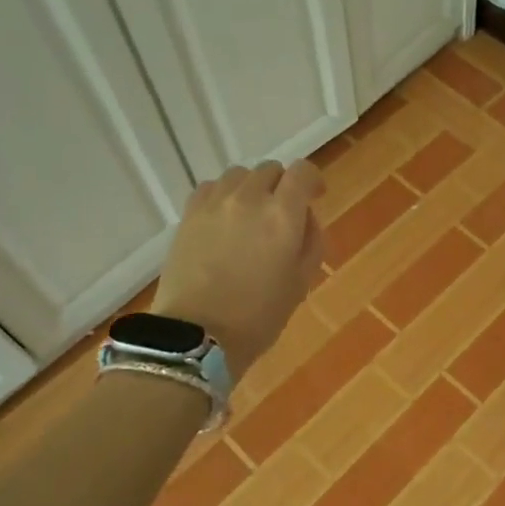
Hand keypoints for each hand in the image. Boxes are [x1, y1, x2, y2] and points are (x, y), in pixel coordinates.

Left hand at [155, 161, 325, 378]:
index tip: (316, 197)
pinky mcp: (189, 215)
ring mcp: (214, 203)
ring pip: (240, 175)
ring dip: (252, 188)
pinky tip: (224, 219)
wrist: (197, 336)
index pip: (302, 172)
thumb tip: (305, 217)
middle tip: (283, 214)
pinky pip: (211, 187)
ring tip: (251, 215)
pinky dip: (224, 195)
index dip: (313, 180)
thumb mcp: (301, 281)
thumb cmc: (259, 316)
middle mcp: (249, 198)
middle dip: (283, 185)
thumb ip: (312, 240)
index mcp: (282, 215)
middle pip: (271, 169)